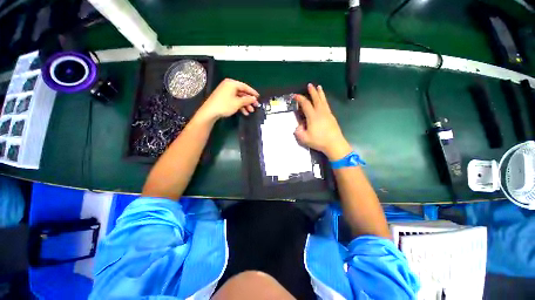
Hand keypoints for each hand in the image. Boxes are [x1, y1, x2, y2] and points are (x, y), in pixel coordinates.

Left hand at [196, 78, 259, 121]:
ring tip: (250, 111)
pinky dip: (239, 106)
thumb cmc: (224, 105)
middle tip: (255, 106)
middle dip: (249, 101)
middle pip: (242, 93)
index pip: (245, 87)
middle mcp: (229, 86)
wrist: (210, 112)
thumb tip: (254, 99)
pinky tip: (244, 112)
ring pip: (239, 98)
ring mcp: (226, 92)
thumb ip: (247, 100)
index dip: (252, 92)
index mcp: (232, 83)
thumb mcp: (238, 103)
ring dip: (245, 105)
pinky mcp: (224, 98)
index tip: (258, 97)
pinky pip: (234, 100)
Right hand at [294, 84, 351, 160]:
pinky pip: (327, 105)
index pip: (305, 104)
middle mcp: (320, 112)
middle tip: (310, 85)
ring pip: (323, 101)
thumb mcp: (304, 138)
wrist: (334, 144)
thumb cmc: (319, 141)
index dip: (300, 99)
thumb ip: (298, 132)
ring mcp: (327, 114)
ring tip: (319, 87)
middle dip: (312, 92)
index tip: (295, 96)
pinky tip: (323, 101)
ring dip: (320, 93)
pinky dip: (324, 100)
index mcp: (313, 116)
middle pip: (316, 99)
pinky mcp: (332, 117)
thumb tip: (298, 127)